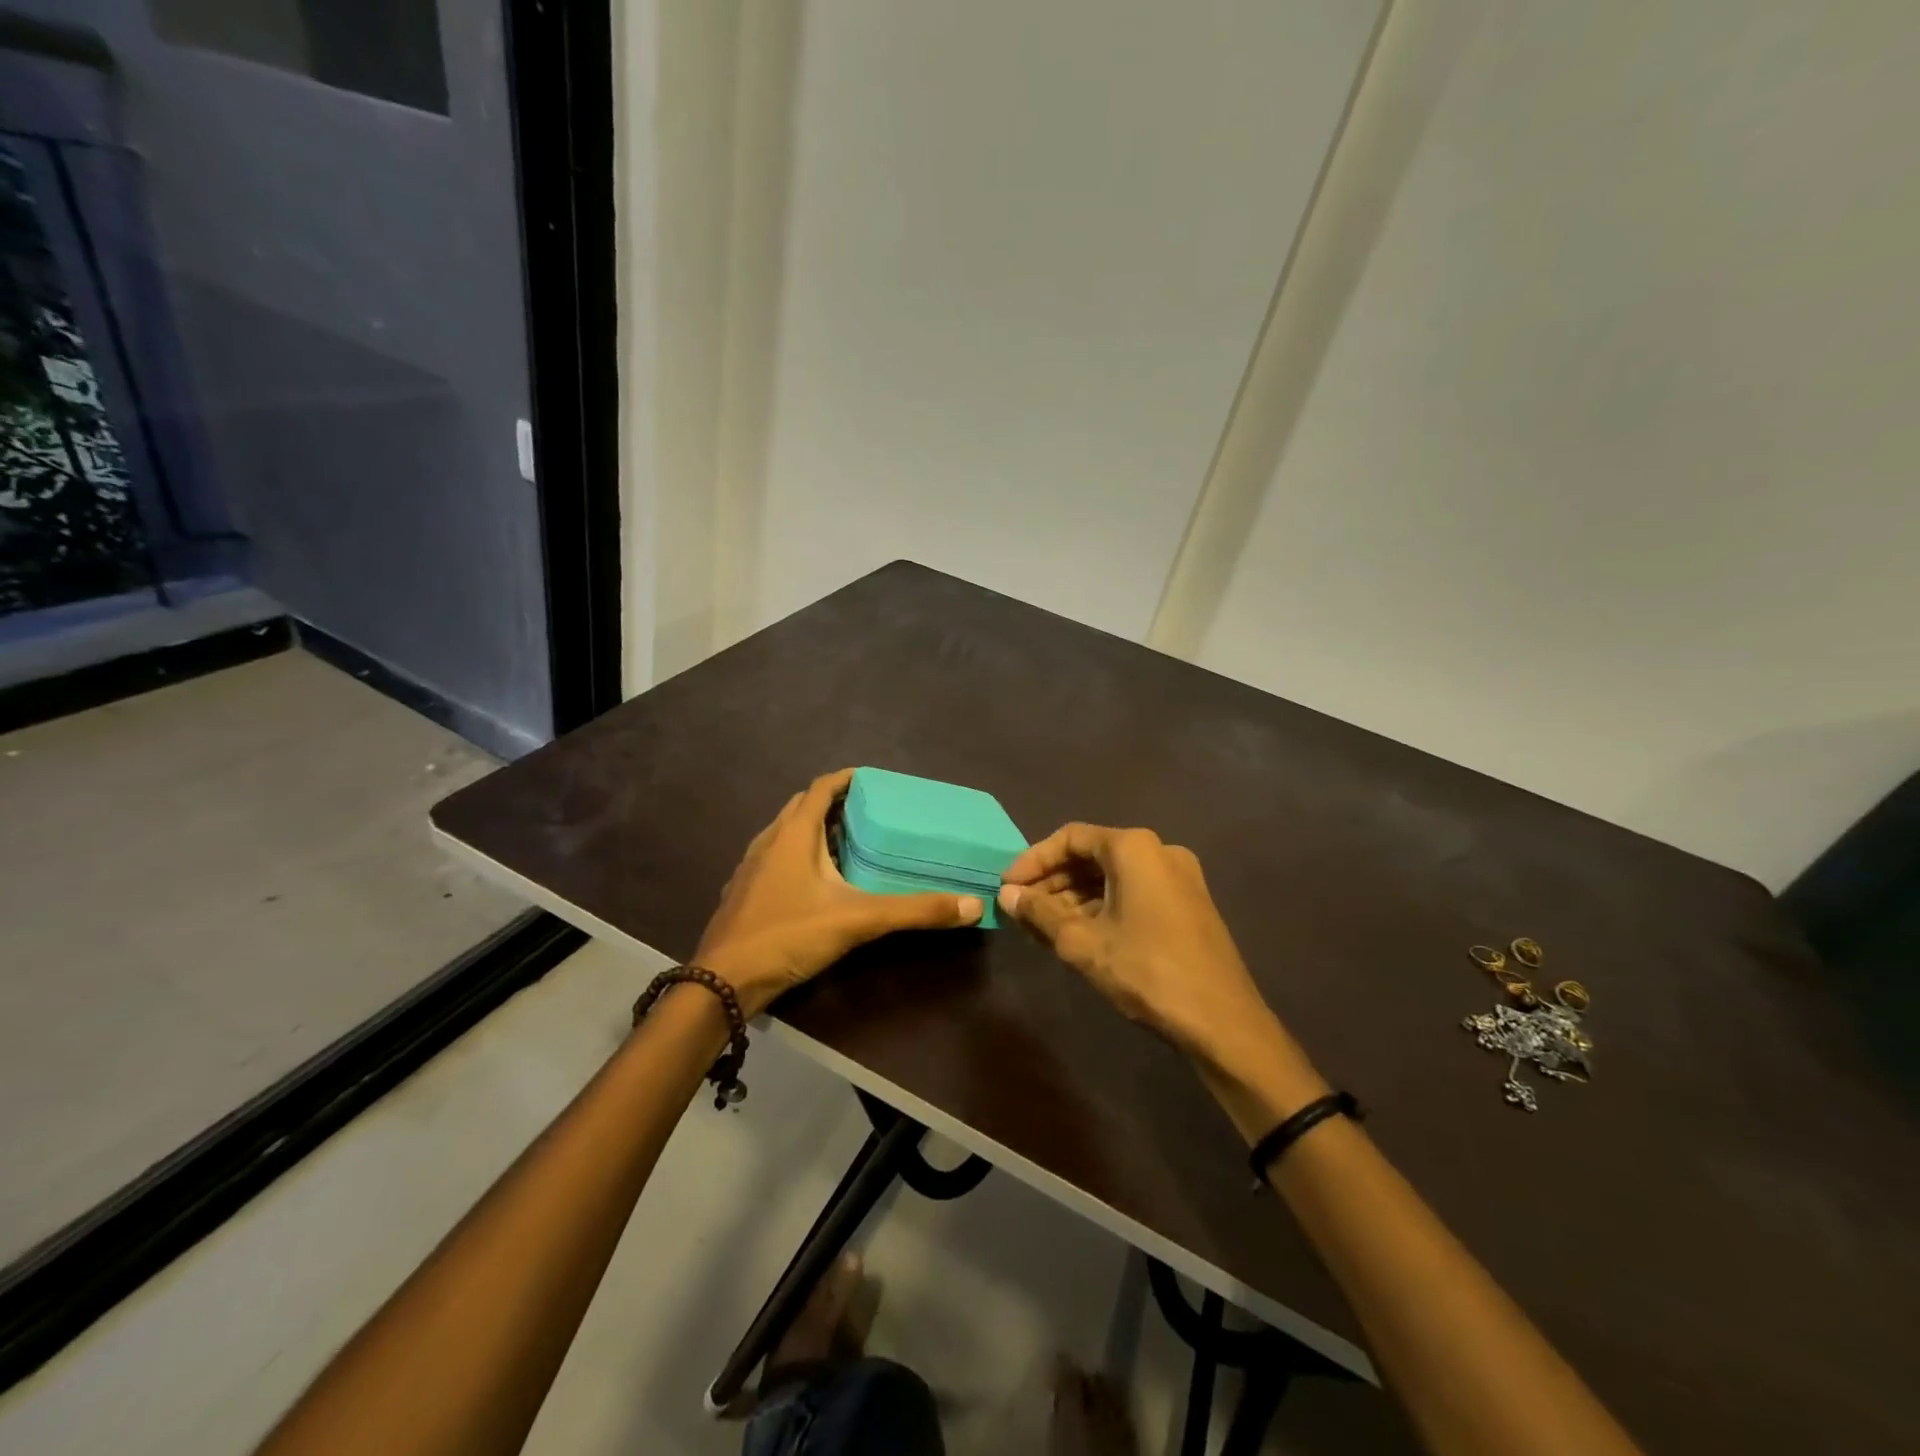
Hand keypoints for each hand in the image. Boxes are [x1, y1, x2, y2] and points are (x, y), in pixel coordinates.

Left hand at [695, 769, 984, 1016]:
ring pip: (785, 834)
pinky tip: (816, 883)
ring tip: (847, 843)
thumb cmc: (788, 936)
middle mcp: (768, 841)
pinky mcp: (743, 893)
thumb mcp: (858, 920)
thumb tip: (972, 905)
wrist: (722, 983)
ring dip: (813, 830)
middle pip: (802, 807)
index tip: (874, 781)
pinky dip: (798, 856)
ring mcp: (750, 868)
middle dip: (833, 803)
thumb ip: (914, 910)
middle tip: (867, 813)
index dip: (846, 779)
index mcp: (793, 834)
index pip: (820, 788)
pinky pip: (775, 859)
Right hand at [997, 824, 1290, 1072]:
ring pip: (1113, 875)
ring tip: (1044, 925)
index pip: (1070, 838)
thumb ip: (1040, 913)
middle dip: (1053, 880)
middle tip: (1022, 909)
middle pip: (1092, 854)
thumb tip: (1006, 895)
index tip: (1007, 887)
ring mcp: (1179, 876)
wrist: (1223, 1022)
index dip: (1033, 861)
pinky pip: (1134, 890)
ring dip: (1076, 895)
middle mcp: (1159, 850)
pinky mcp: (1188, 902)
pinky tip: (1081, 932)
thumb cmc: (1147, 972)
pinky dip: (1103, 905)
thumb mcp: (1083, 943)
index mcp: (1134, 848)